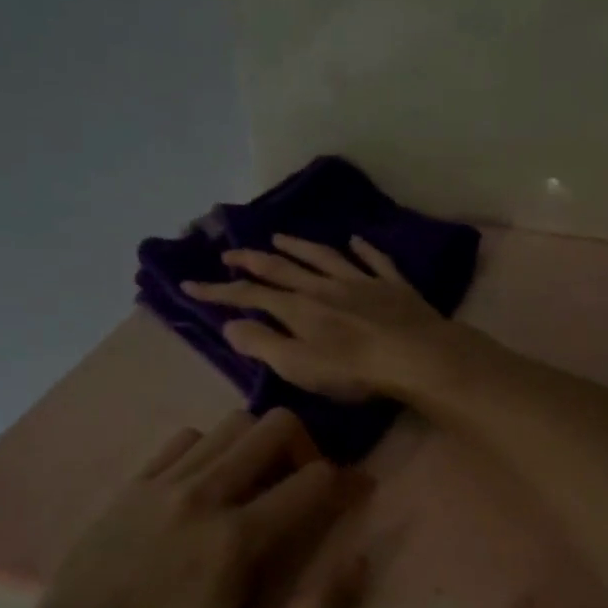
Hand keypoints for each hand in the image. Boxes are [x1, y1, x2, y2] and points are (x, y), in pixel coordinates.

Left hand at [16, 409, 363, 607]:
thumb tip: (360, 561)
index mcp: (238, 539)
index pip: (315, 478)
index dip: (347, 482)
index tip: (355, 494)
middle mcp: (205, 494)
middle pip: (276, 426)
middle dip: (306, 446)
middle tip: (302, 483)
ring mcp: (165, 482)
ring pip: (234, 423)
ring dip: (259, 444)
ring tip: (258, 481)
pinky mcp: (134, 482)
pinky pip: (189, 437)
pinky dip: (213, 448)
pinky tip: (208, 484)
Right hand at [181, 234, 456, 400]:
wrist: (417, 355)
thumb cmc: (354, 369)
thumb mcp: (299, 366)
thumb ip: (263, 345)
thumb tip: (230, 326)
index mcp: (299, 308)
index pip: (250, 296)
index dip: (219, 291)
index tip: (190, 285)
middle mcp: (325, 286)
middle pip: (283, 268)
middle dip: (252, 260)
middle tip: (230, 253)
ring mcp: (362, 282)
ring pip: (324, 257)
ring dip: (299, 247)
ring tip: (279, 238)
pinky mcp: (394, 286)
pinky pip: (375, 260)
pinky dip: (363, 249)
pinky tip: (355, 240)